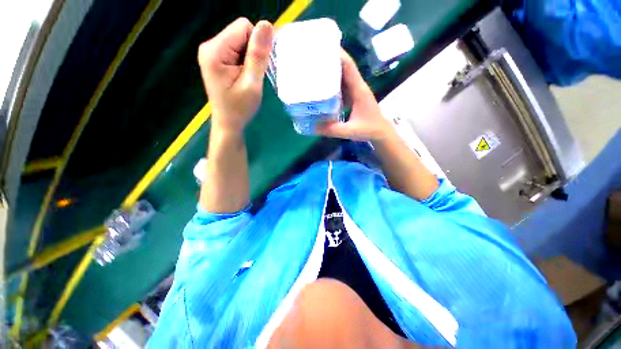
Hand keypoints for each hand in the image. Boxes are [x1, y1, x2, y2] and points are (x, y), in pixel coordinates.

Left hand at [198, 18, 273, 132]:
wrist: (228, 123)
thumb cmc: (240, 108)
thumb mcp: (252, 84)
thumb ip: (258, 56)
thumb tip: (267, 25)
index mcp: (215, 50)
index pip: (243, 27)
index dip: (256, 46)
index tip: (257, 68)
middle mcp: (210, 45)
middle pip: (241, 32)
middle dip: (253, 52)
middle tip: (252, 76)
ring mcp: (212, 51)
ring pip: (241, 41)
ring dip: (250, 58)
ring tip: (248, 78)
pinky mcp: (217, 58)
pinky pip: (238, 49)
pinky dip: (246, 61)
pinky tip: (244, 76)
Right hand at [316, 49, 395, 141]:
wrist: (381, 133)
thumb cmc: (369, 130)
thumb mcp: (350, 131)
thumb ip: (332, 129)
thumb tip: (312, 127)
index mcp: (359, 90)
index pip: (349, 66)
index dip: (338, 55)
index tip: (323, 47)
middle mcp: (358, 87)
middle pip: (344, 68)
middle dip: (330, 61)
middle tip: (313, 59)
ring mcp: (356, 91)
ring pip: (343, 77)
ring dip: (331, 72)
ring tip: (315, 70)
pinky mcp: (354, 97)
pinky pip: (343, 87)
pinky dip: (333, 85)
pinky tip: (323, 88)